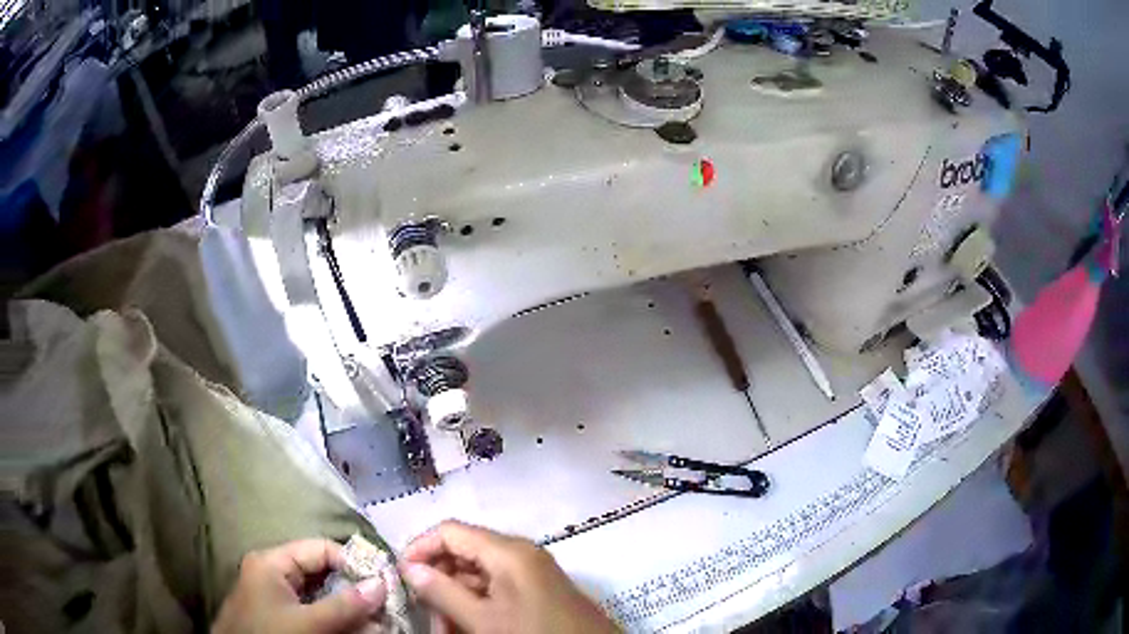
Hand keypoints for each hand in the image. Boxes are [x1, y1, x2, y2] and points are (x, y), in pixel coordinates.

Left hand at [213, 539, 386, 633]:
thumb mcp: (308, 622)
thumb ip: (345, 605)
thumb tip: (381, 584)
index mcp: (272, 561)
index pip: (321, 548)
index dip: (353, 563)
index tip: (382, 585)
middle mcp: (273, 572)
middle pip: (322, 572)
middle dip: (354, 590)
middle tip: (382, 607)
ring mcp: (275, 594)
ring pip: (320, 594)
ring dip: (348, 608)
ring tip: (374, 622)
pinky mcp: (279, 614)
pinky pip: (313, 609)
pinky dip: (335, 618)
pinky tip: (353, 629)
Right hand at [401, 521, 618, 633]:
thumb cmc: (534, 633)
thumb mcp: (483, 619)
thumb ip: (443, 592)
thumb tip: (408, 568)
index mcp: (507, 550)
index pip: (450, 531)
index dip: (420, 548)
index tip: (400, 576)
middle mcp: (520, 553)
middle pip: (463, 552)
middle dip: (438, 581)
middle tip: (424, 612)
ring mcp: (531, 572)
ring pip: (478, 575)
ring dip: (455, 598)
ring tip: (444, 628)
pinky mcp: (538, 590)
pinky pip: (497, 589)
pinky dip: (477, 605)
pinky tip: (466, 627)